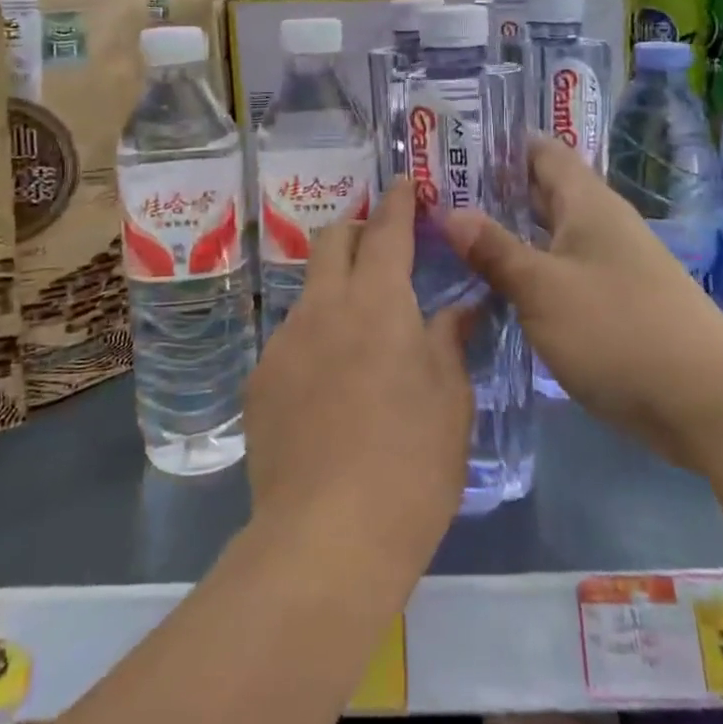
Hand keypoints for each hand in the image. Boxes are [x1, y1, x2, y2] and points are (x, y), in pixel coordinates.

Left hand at [245, 181, 474, 574]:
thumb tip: (462, 307)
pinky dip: (316, 340)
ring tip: (360, 330)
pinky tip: (330, 386)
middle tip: (381, 246)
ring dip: (336, 289)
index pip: (387, 230)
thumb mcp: (451, 401)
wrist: (325, 539)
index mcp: (378, 302)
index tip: (404, 184)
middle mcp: (324, 307)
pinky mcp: (260, 381)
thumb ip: (451, 342)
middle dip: (357, 230)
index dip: (398, 201)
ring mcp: (285, 341)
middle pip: (333, 240)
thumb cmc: (410, 465)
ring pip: (310, 290)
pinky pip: (292, 340)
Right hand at [440, 136, 722, 466]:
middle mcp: (601, 224)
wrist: (709, 403)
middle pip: (544, 191)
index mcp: (587, 203)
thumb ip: (494, 250)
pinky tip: (497, 287)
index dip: (501, 143)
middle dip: (496, 189)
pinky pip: (562, 271)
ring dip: (510, 232)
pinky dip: (530, 270)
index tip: (453, 144)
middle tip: (439, 192)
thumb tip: (449, 212)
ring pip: (551, 234)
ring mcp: (612, 265)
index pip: (542, 151)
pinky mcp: (615, 304)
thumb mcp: (543, 288)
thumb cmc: (618, 330)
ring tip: (455, 235)